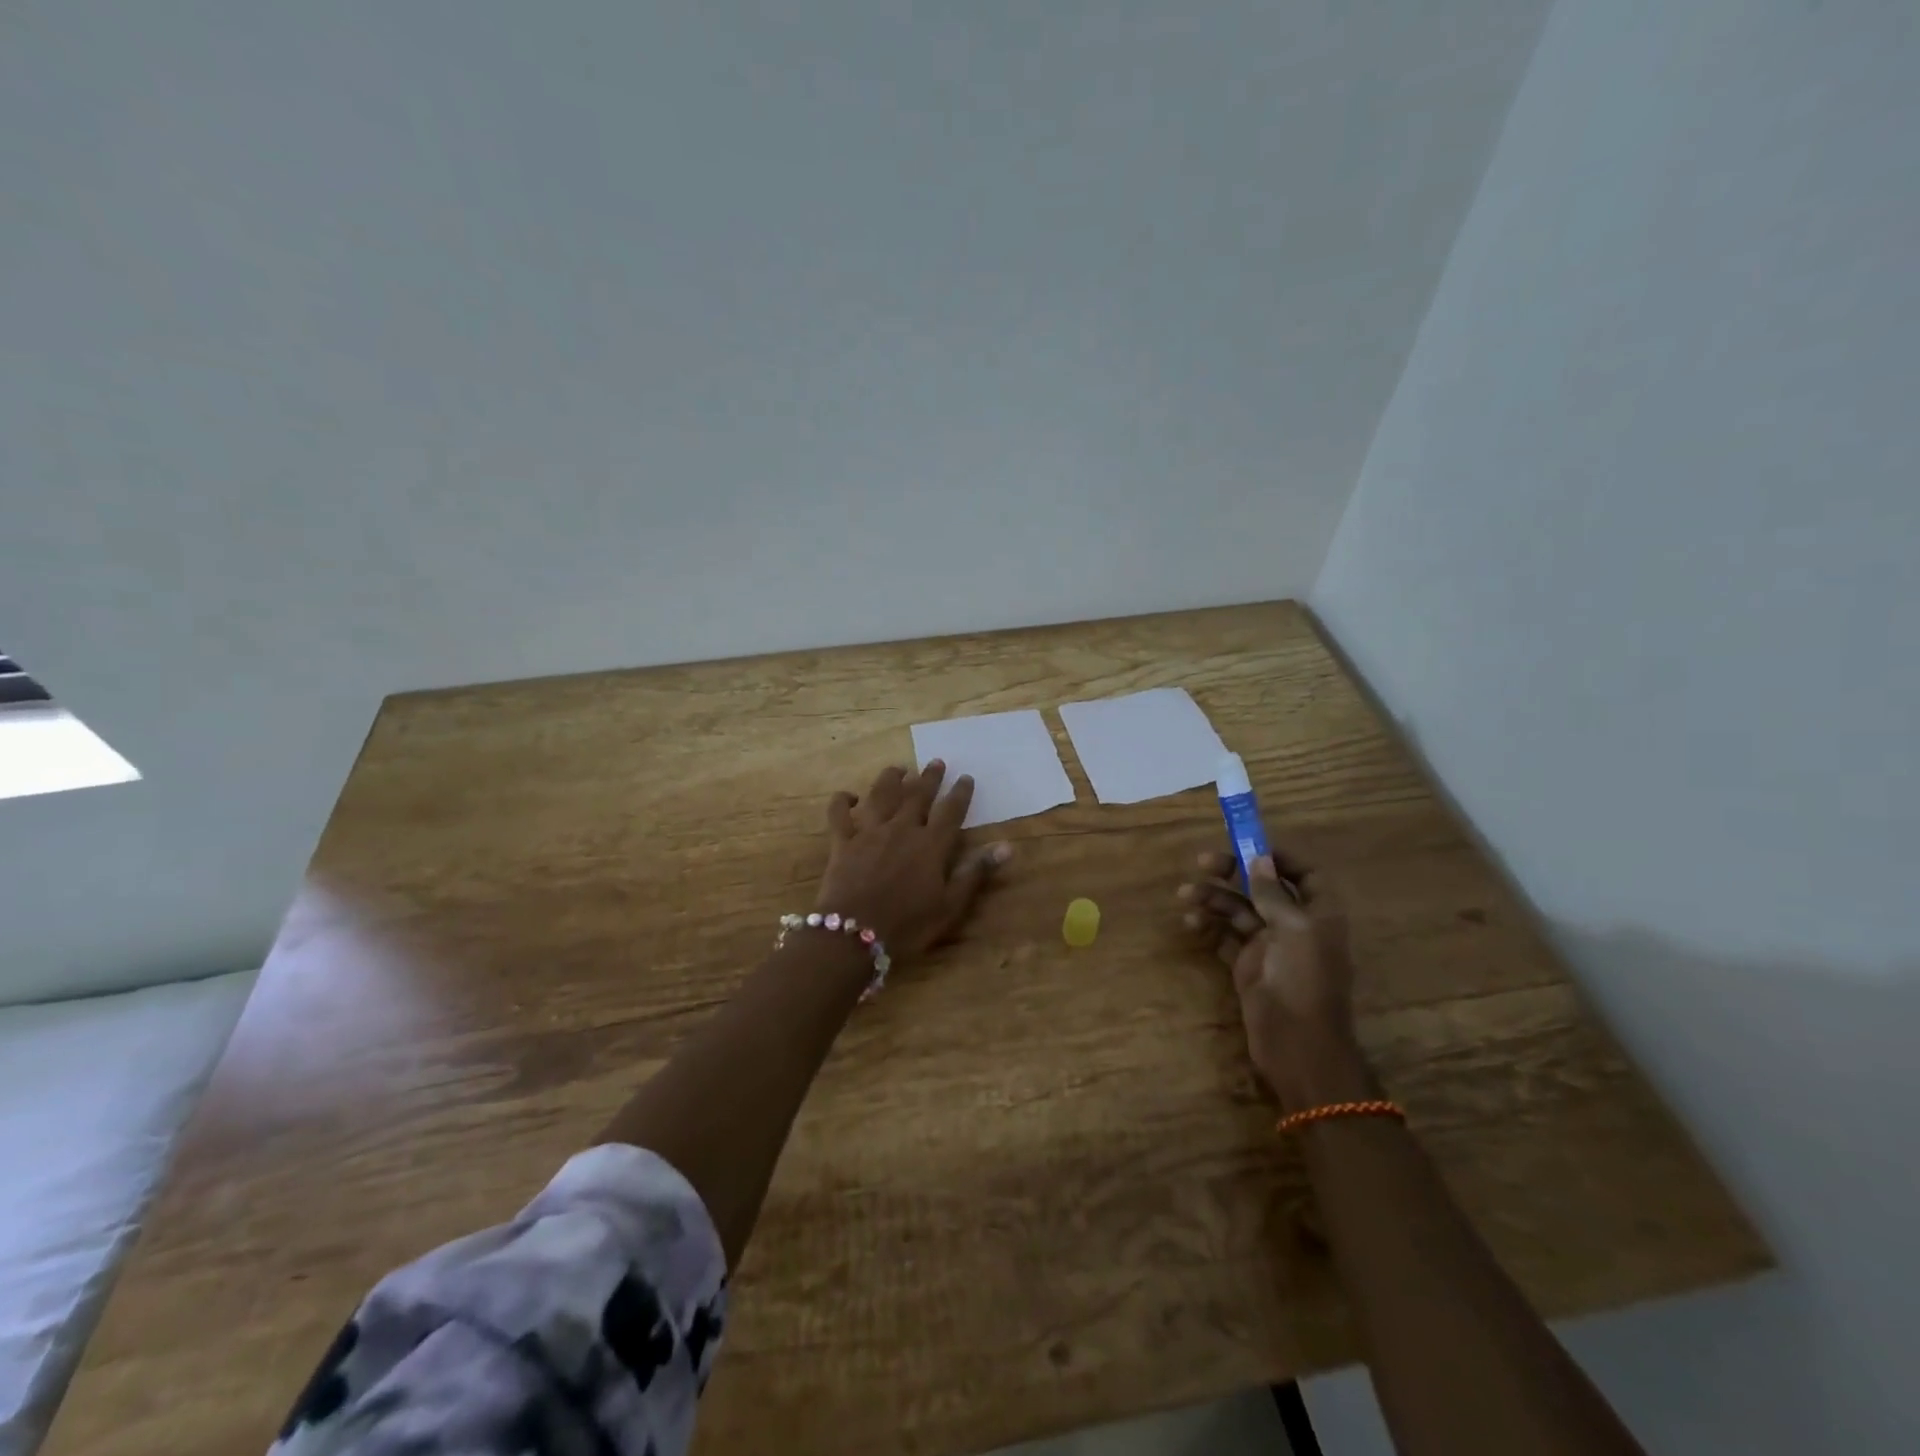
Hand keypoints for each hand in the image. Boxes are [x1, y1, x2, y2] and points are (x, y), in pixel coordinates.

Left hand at [816, 760, 1012, 963]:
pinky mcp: (842, 842)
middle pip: (918, 795)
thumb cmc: (908, 925)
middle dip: (929, 777)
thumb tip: (1007, 846)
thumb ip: (976, 872)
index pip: (951, 811)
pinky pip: (839, 813)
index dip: (960, 793)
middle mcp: (901, 829)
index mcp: (931, 845)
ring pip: (881, 795)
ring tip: (899, 768)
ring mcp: (869, 832)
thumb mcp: (950, 905)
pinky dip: (843, 801)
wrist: (854, 935)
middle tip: (936, 762)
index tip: (966, 777)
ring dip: (891, 778)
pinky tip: (850, 797)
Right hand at [1179, 848, 1364, 1107]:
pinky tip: (1191, 924)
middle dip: (1234, 872)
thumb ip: (1274, 894)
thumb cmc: (1303, 981)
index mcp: (1319, 914)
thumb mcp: (1294, 930)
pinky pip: (1225, 938)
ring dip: (1214, 899)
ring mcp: (1270, 947)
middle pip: (1264, 888)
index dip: (1281, 858)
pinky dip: (1208, 928)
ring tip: (1185, 894)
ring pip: (1239, 911)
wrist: (1297, 1046)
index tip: (1249, 845)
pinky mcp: (1248, 967)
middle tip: (1203, 862)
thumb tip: (1260, 858)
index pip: (1306, 875)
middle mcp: (1295, 926)